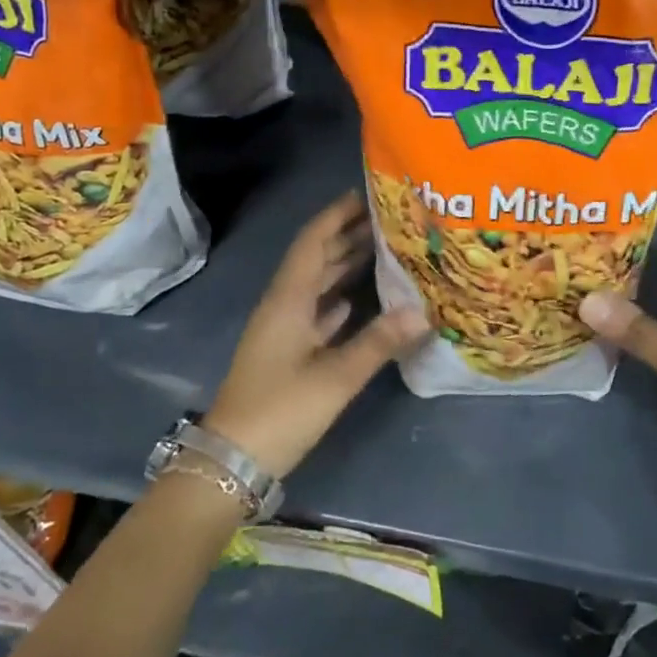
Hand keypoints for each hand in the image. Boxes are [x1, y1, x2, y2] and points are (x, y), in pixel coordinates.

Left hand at [204, 191, 428, 478]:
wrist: (233, 461)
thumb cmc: (280, 410)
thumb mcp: (334, 377)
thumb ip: (378, 342)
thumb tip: (424, 311)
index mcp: (288, 300)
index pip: (313, 242)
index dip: (336, 215)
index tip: (365, 194)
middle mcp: (284, 306)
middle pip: (316, 259)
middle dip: (347, 235)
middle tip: (388, 219)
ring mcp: (284, 330)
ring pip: (317, 285)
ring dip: (345, 265)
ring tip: (383, 248)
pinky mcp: (288, 353)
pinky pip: (318, 311)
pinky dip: (339, 299)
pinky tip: (360, 298)